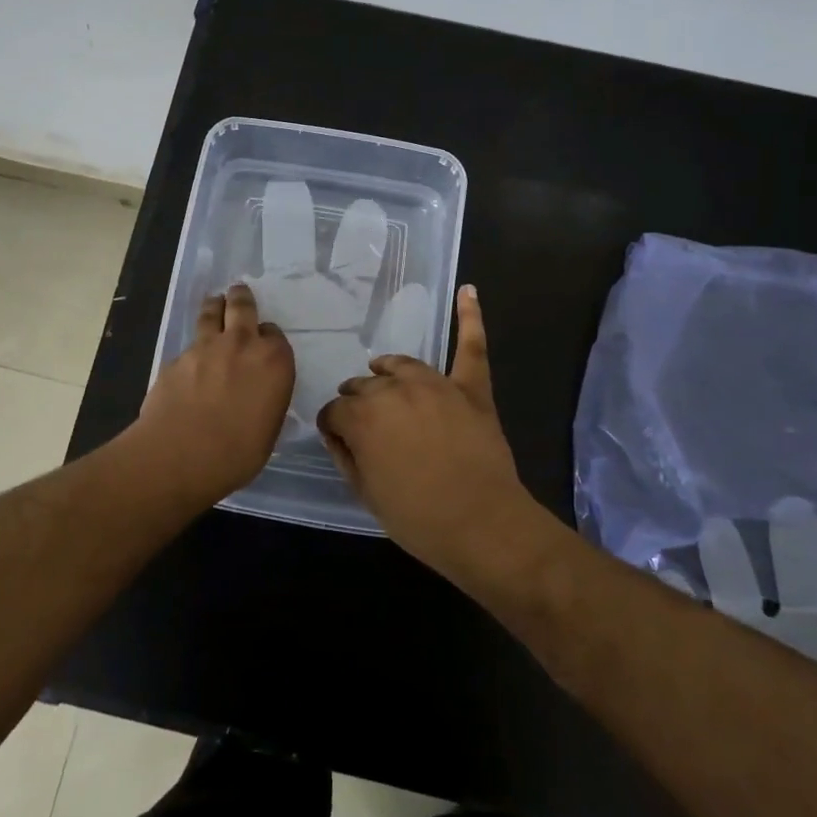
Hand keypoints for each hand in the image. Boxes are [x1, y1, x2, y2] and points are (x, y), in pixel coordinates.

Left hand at [136, 283, 293, 498]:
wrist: (181, 454)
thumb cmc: (237, 453)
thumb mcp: (268, 431)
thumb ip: (266, 403)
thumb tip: (257, 401)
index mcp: (274, 362)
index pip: (275, 336)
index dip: (268, 338)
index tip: (264, 344)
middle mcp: (242, 344)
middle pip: (242, 307)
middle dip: (241, 297)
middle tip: (238, 290)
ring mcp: (206, 347)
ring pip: (211, 313)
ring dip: (214, 306)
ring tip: (214, 302)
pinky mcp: (176, 358)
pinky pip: (189, 345)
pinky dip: (193, 347)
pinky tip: (189, 361)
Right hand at [317, 286, 539, 577]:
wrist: (482, 525)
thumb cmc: (418, 517)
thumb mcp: (366, 493)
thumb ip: (346, 456)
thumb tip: (337, 433)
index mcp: (361, 416)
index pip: (334, 411)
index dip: (334, 427)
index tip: (340, 441)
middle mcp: (393, 390)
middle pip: (365, 387)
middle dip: (359, 402)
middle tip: (367, 425)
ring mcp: (435, 384)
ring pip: (402, 365)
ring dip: (389, 370)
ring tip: (383, 372)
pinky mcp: (471, 388)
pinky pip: (471, 346)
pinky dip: (471, 317)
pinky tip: (469, 291)